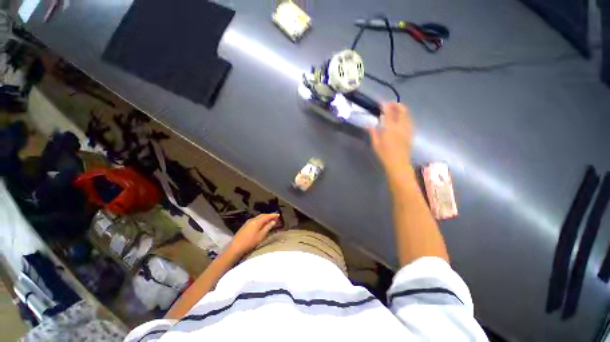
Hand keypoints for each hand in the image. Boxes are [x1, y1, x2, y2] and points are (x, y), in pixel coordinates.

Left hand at [227, 213, 279, 256]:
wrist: (235, 247)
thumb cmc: (250, 242)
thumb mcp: (261, 235)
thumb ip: (267, 227)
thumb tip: (273, 221)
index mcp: (257, 221)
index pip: (267, 216)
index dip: (273, 215)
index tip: (279, 215)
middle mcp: (252, 219)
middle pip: (262, 215)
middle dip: (269, 216)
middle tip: (275, 217)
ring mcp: (248, 222)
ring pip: (258, 217)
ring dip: (265, 218)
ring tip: (270, 220)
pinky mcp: (245, 225)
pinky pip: (255, 220)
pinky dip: (260, 220)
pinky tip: (262, 223)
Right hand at [369, 103, 413, 176]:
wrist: (398, 163)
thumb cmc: (384, 154)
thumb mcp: (375, 144)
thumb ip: (373, 133)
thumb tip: (369, 125)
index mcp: (390, 128)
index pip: (388, 113)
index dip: (386, 106)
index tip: (382, 103)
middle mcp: (400, 126)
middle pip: (402, 110)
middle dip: (397, 105)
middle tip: (390, 104)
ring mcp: (407, 129)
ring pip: (407, 115)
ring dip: (402, 110)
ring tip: (396, 109)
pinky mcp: (410, 133)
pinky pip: (409, 121)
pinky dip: (405, 116)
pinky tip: (401, 119)